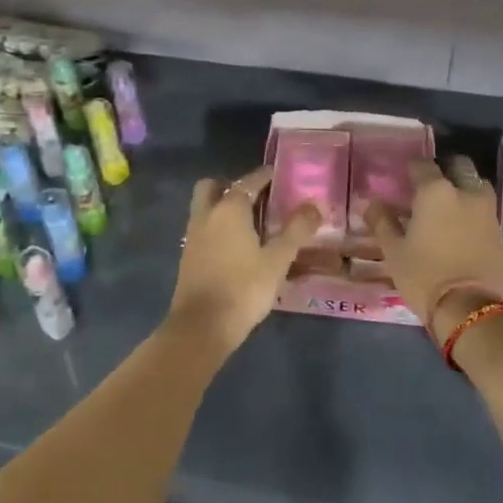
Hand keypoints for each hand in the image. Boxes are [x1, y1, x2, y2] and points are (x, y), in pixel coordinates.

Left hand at [167, 165, 320, 357]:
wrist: (202, 327)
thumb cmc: (243, 288)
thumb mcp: (277, 260)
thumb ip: (296, 231)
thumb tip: (314, 206)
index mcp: (229, 209)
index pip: (249, 181)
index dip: (265, 176)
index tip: (279, 175)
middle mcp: (207, 215)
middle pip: (213, 186)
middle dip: (232, 185)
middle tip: (257, 197)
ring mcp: (193, 236)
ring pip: (205, 207)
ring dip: (223, 206)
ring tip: (251, 221)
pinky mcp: (188, 257)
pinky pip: (203, 228)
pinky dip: (217, 226)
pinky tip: (237, 245)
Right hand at [368, 156, 502, 345]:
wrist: (471, 310)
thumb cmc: (424, 276)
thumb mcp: (394, 252)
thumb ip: (382, 222)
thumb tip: (373, 203)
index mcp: (436, 192)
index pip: (422, 165)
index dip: (411, 170)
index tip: (403, 180)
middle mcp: (466, 193)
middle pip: (459, 167)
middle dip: (445, 170)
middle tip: (430, 188)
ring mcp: (488, 212)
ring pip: (477, 187)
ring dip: (464, 189)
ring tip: (449, 208)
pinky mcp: (501, 233)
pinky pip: (486, 213)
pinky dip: (474, 214)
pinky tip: (463, 231)